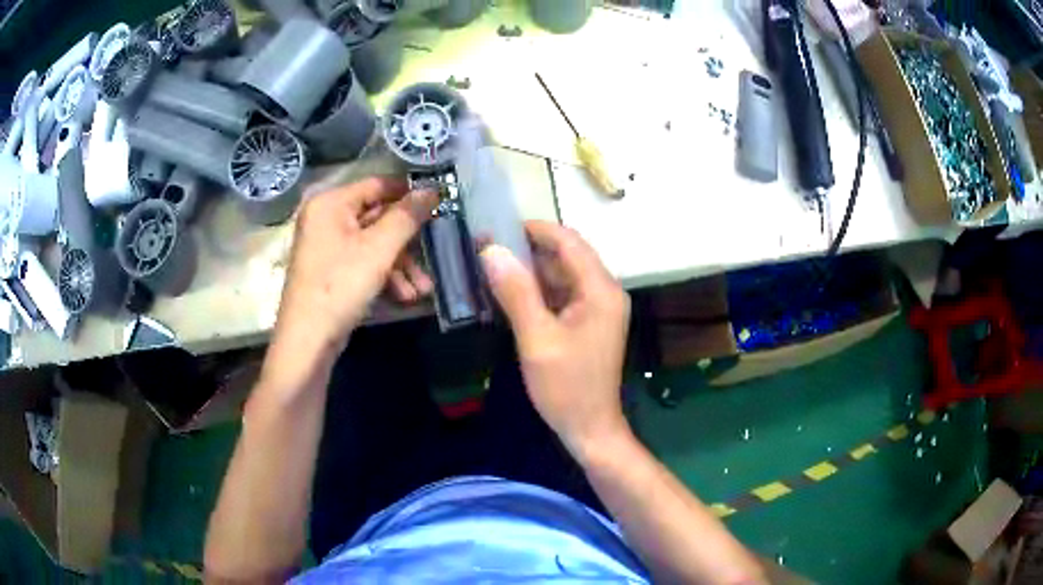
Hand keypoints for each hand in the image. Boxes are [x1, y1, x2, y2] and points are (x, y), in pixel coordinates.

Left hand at [268, 177, 437, 378]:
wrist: (308, 340)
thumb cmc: (340, 285)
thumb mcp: (379, 249)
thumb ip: (407, 216)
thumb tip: (432, 190)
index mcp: (330, 203)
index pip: (377, 184)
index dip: (409, 192)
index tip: (439, 203)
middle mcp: (326, 219)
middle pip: (377, 218)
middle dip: (408, 242)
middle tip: (435, 252)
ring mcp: (327, 246)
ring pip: (374, 244)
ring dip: (401, 266)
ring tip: (422, 290)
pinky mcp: (331, 271)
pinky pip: (364, 262)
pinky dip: (385, 277)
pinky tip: (404, 297)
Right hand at [480, 221, 631, 458]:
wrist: (589, 428)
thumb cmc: (566, 388)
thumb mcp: (537, 339)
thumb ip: (516, 292)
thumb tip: (491, 251)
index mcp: (600, 290)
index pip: (569, 242)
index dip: (534, 229)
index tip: (497, 227)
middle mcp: (603, 292)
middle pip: (566, 256)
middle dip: (527, 249)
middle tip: (486, 247)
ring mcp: (596, 308)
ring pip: (561, 275)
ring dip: (529, 270)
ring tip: (490, 266)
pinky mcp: (587, 322)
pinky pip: (561, 295)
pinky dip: (536, 291)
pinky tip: (508, 292)